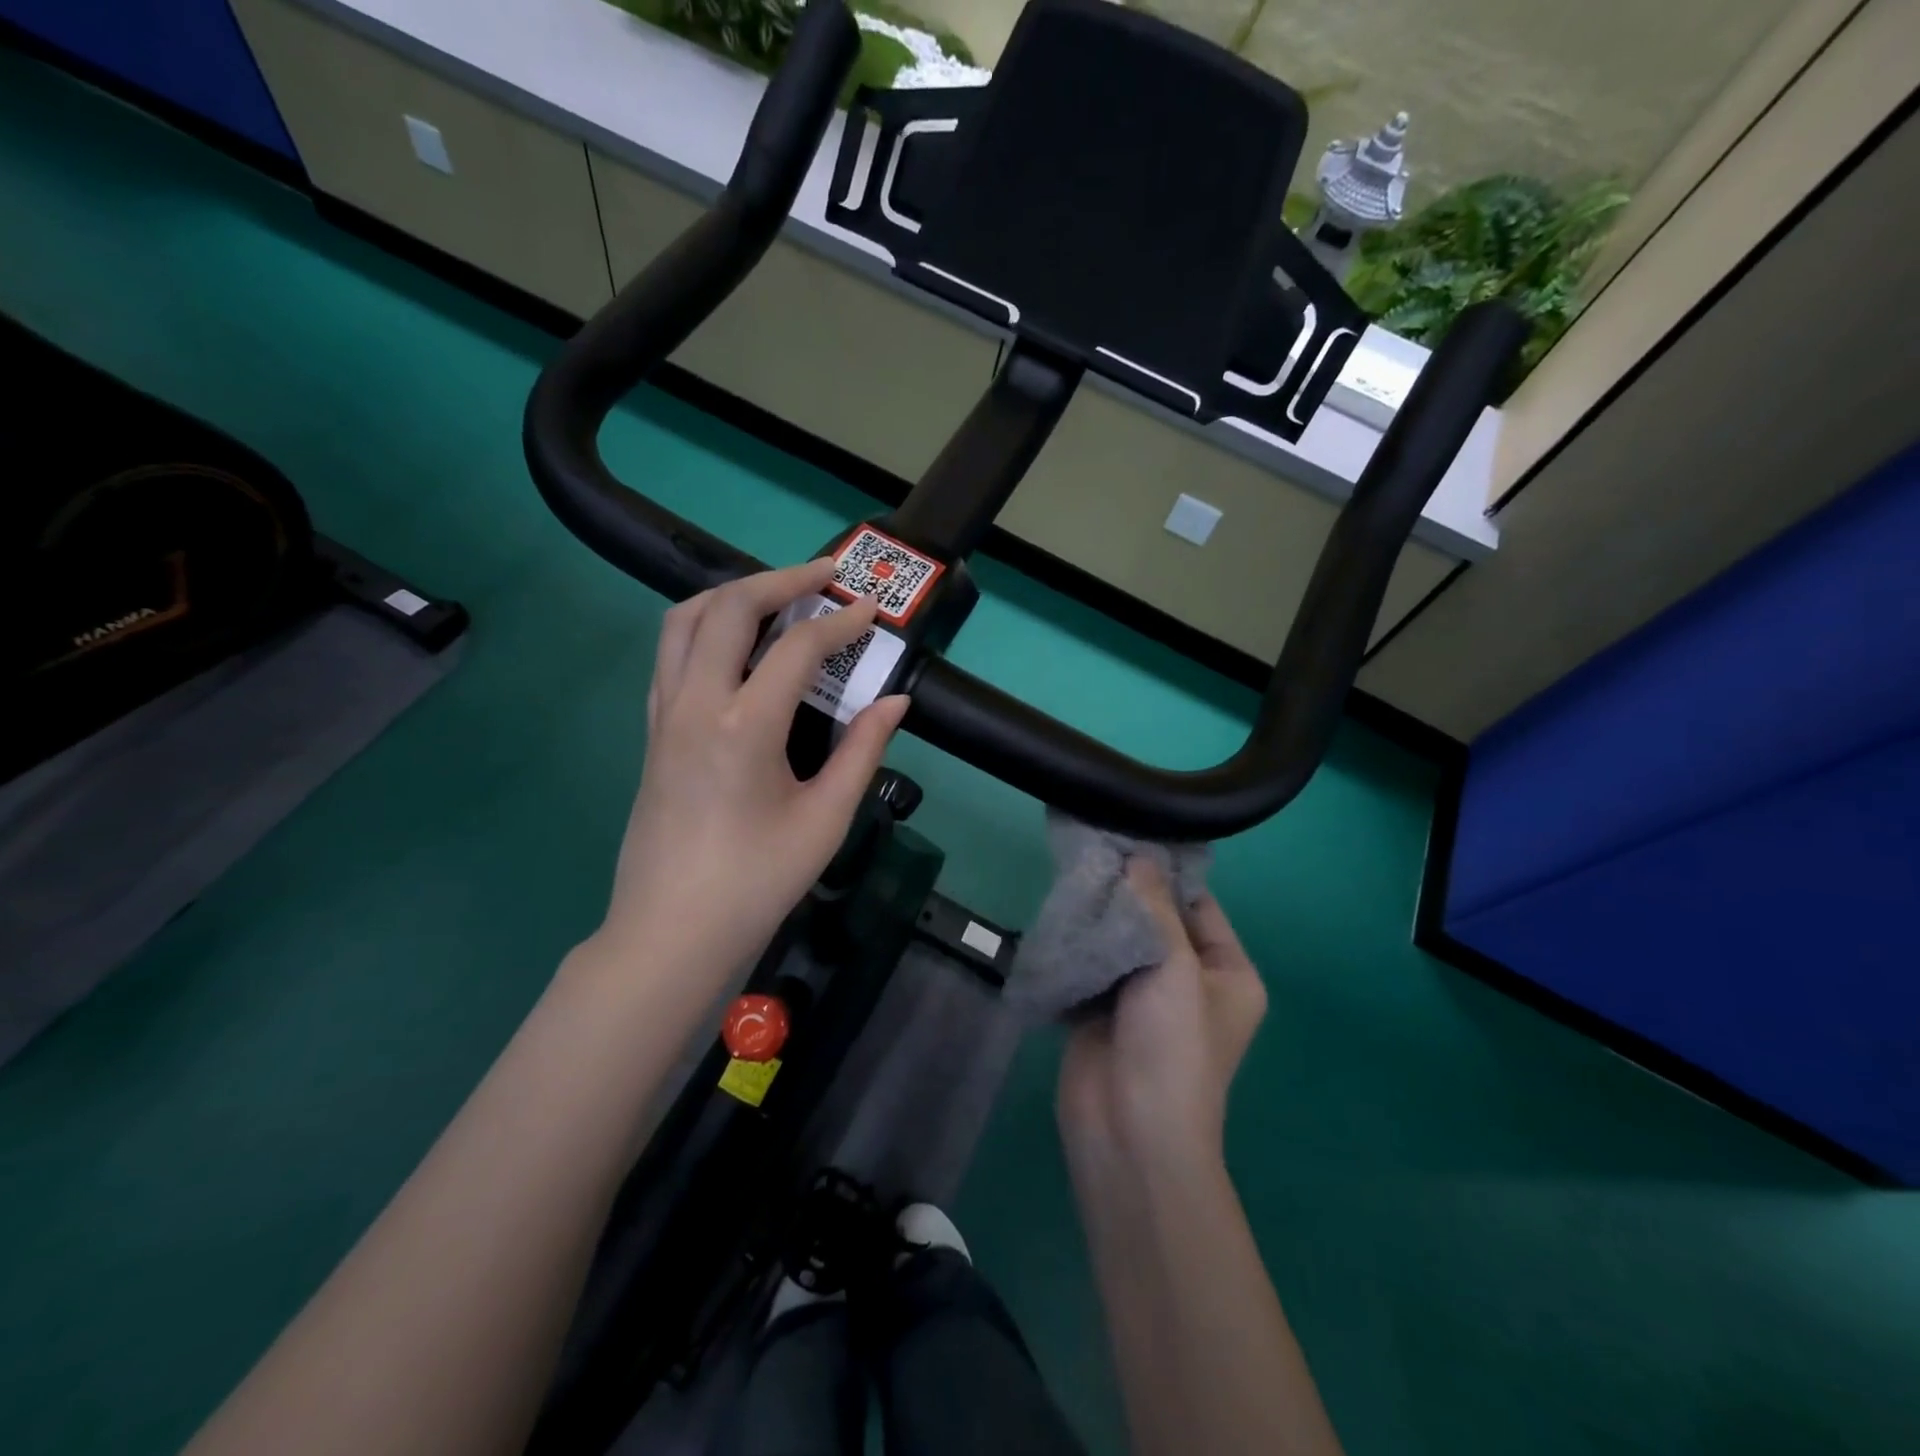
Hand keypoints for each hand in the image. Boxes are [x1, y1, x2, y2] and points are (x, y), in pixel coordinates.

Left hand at [593, 559, 908, 983]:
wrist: (674, 931)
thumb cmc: (758, 881)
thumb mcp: (825, 819)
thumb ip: (863, 750)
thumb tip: (896, 700)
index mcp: (744, 727)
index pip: (797, 649)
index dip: (839, 622)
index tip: (870, 612)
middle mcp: (696, 704)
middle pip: (728, 608)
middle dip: (780, 580)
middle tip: (824, 575)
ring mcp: (664, 714)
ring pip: (685, 620)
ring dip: (732, 594)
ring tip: (776, 595)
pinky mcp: (653, 730)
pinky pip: (671, 653)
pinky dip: (705, 626)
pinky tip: (737, 644)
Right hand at [1058, 860, 1266, 1165]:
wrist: (1129, 1132)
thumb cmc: (1172, 1047)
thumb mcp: (1175, 968)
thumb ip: (1155, 908)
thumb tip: (1138, 855)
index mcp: (1228, 972)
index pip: (1198, 905)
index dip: (1166, 873)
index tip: (1128, 836)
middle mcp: (1189, 980)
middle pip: (1155, 920)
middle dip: (1124, 892)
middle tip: (1089, 851)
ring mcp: (1143, 996)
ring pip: (1119, 940)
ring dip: (1097, 916)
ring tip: (1069, 875)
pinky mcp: (1103, 1010)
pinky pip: (1092, 963)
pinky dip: (1078, 943)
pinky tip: (1057, 914)